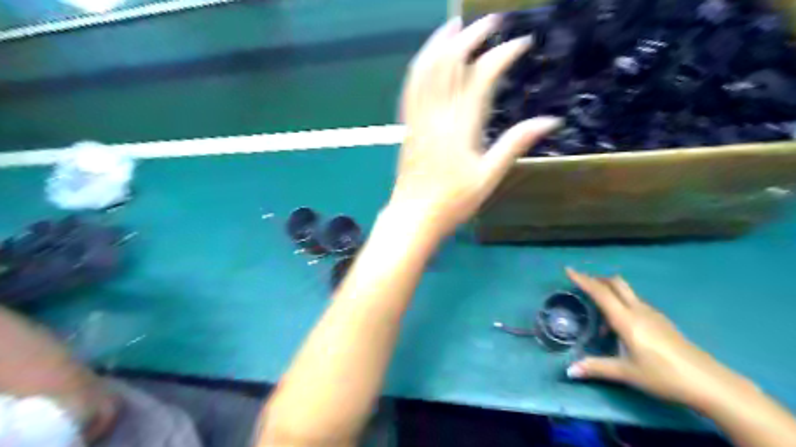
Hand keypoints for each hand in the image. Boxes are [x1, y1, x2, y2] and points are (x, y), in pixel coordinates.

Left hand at [391, 14, 557, 237]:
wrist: (414, 216)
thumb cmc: (453, 202)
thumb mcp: (489, 177)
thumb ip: (515, 144)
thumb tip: (550, 121)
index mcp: (461, 126)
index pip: (482, 77)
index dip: (503, 55)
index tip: (521, 44)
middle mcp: (437, 115)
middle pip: (450, 63)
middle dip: (471, 36)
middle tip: (491, 22)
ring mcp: (418, 119)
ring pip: (425, 70)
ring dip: (439, 43)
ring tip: (454, 25)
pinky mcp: (407, 126)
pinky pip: (410, 88)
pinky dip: (420, 66)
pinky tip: (427, 58)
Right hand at [563, 267, 743, 410]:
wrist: (708, 382)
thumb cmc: (663, 375)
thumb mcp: (626, 373)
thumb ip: (596, 368)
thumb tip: (569, 371)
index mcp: (627, 320)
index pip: (600, 293)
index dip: (583, 280)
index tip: (568, 270)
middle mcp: (638, 310)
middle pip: (615, 284)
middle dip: (597, 280)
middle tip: (582, 285)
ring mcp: (653, 314)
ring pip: (626, 292)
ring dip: (610, 292)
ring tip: (599, 313)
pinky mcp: (662, 321)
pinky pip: (635, 302)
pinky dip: (622, 304)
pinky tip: (621, 326)